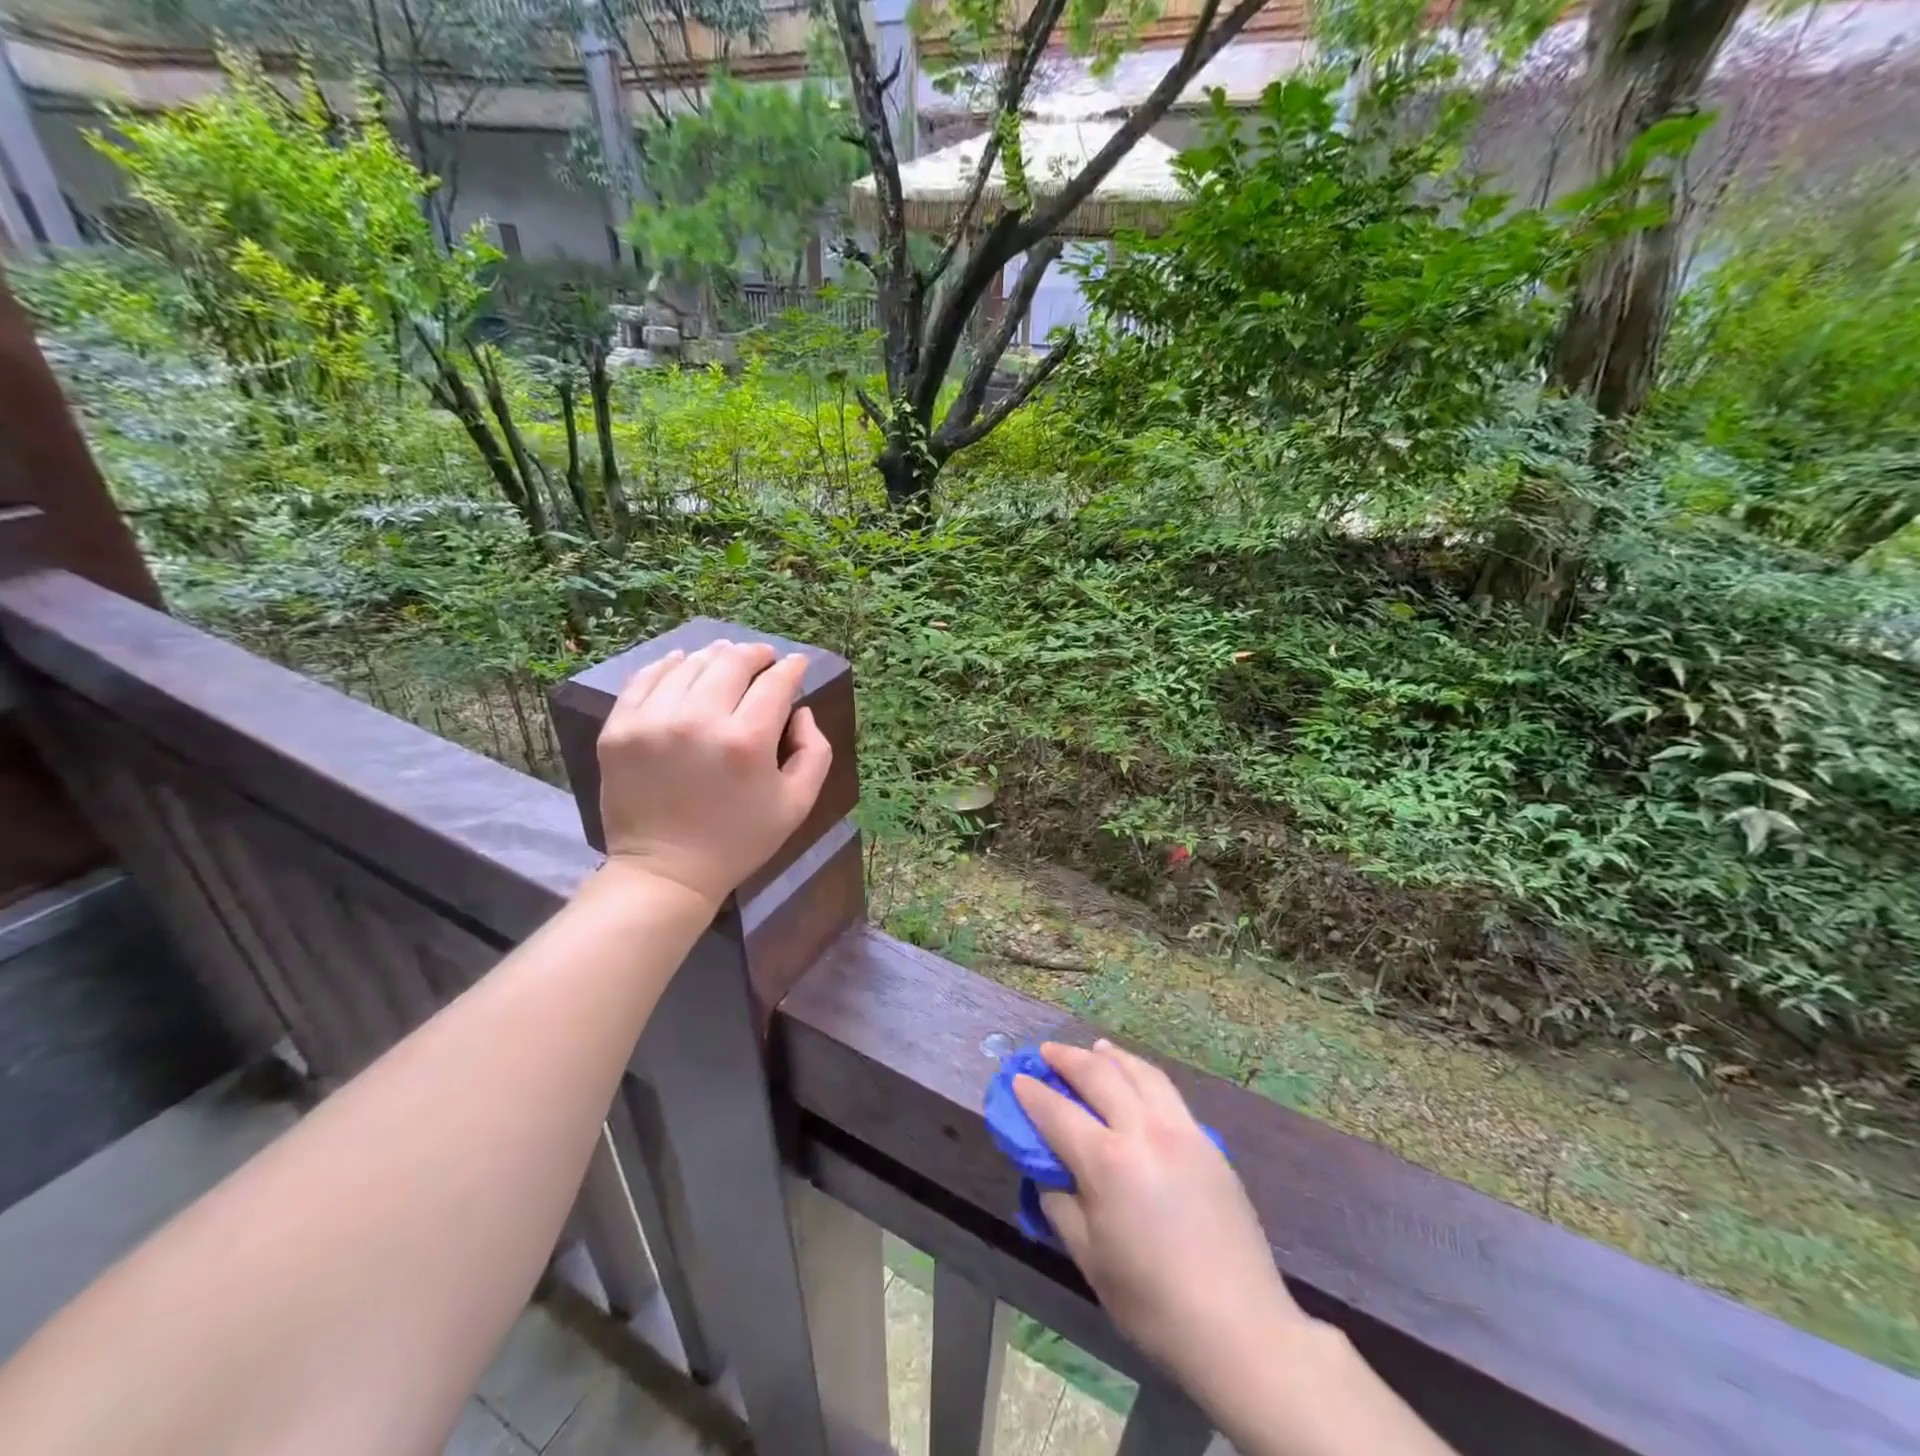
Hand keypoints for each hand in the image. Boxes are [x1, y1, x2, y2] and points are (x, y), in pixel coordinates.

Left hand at [595, 639, 831, 906]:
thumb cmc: (740, 840)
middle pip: (731, 663)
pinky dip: (668, 665)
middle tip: (763, 657)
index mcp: (747, 741)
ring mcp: (652, 721)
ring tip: (725, 659)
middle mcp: (699, 720)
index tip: (796, 664)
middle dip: (755, 654)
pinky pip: (646, 678)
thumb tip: (800, 710)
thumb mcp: (798, 803)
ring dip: (714, 657)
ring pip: (690, 664)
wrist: (666, 871)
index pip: (775, 683)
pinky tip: (682, 664)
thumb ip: (814, 750)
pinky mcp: (619, 729)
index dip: (791, 668)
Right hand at [1014, 1040, 1305, 1390]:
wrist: (1241, 1328)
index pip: (1057, 1112)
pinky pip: (1166, 1091)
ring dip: (1110, 1056)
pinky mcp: (1207, 1142)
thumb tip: (1049, 1171)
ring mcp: (1181, 1130)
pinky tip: (1136, 1079)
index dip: (1032, 1093)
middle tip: (1047, 1051)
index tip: (1017, 1078)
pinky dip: (1142, 1074)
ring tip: (1094, 1049)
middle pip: (1099, 1075)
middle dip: (1068, 1058)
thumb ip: (1061, 1204)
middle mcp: (1143, 1131)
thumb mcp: (1090, 1259)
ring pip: (1140, 1072)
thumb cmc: (1154, 1304)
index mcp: (1107, 1162)